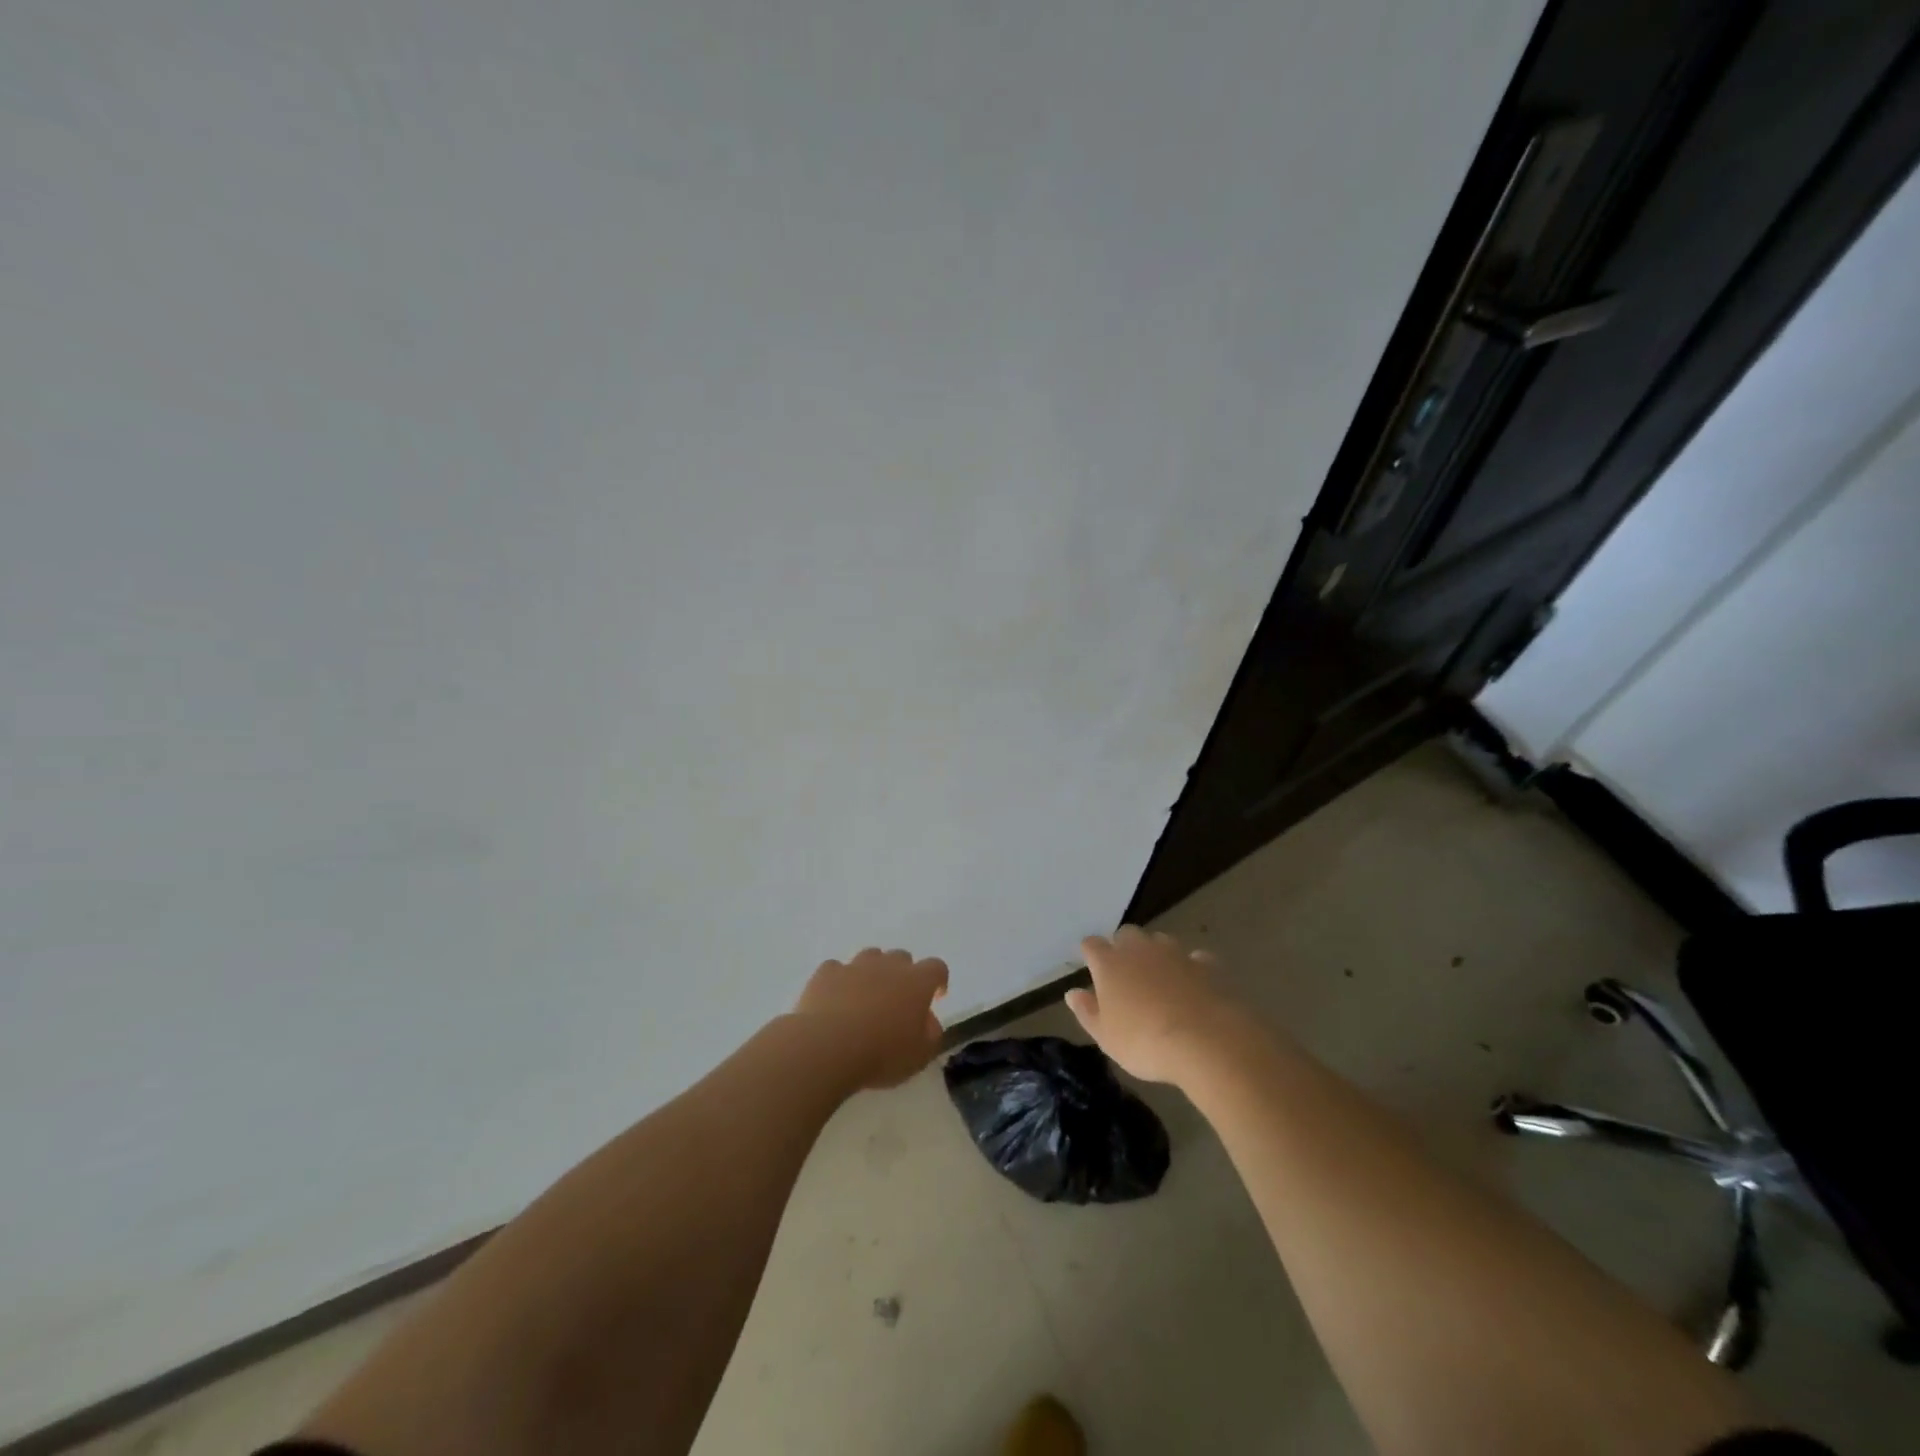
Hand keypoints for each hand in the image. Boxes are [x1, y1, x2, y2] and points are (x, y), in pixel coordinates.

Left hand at [795, 947, 948, 1090]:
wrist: (828, 1047)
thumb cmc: (882, 1053)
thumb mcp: (920, 1055)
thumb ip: (930, 1035)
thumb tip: (928, 1022)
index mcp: (917, 982)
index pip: (936, 968)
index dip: (938, 981)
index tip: (935, 997)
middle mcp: (888, 965)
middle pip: (902, 957)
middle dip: (903, 975)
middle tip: (897, 1001)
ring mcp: (855, 965)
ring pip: (870, 957)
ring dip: (872, 972)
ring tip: (865, 998)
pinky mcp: (827, 973)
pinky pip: (837, 969)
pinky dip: (839, 981)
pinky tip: (835, 1000)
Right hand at [1066, 925, 1243, 1085]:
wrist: (1206, 1042)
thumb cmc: (1145, 1042)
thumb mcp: (1106, 1037)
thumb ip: (1087, 1011)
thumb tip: (1072, 993)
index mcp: (1109, 963)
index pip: (1091, 944)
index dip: (1091, 954)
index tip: (1092, 969)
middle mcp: (1140, 948)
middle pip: (1126, 934)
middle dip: (1123, 948)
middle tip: (1126, 974)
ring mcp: (1175, 952)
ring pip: (1159, 940)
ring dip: (1156, 954)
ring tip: (1160, 979)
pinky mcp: (1206, 964)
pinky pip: (1193, 958)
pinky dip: (1190, 968)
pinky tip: (1193, 985)